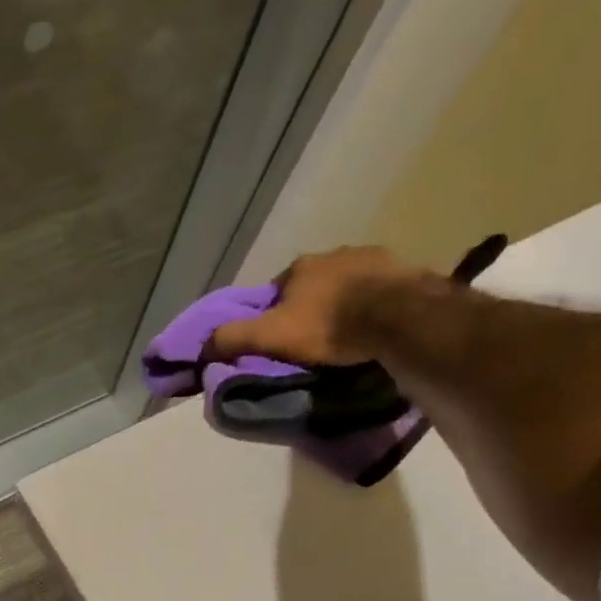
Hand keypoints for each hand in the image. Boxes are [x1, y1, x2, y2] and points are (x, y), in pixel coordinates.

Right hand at [206, 246, 419, 366]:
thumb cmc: (327, 325)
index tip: (277, 339)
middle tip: (312, 340)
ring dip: (341, 303)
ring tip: (345, 334)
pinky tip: (373, 324)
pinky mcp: (399, 271)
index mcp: (298, 268)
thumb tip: (201, 346)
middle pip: (311, 285)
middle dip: (309, 307)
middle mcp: (331, 254)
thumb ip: (235, 338)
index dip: (272, 314)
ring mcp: (368, 258)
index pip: (275, 291)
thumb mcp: (271, 337)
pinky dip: (370, 304)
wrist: (393, 315)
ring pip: (345, 285)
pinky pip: (376, 289)